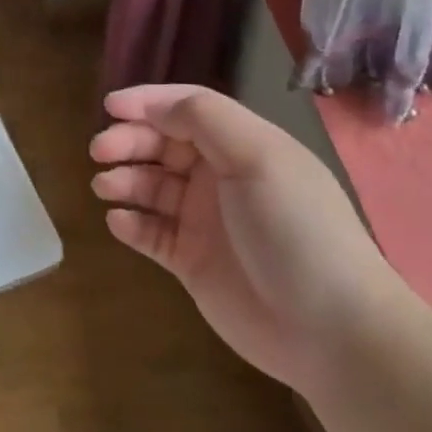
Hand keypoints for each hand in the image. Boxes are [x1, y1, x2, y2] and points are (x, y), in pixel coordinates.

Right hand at [90, 84, 395, 389]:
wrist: (330, 329)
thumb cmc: (295, 228)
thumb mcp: (258, 158)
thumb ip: (205, 119)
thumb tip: (153, 105)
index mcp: (243, 146)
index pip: (188, 109)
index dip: (149, 102)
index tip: (109, 106)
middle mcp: (222, 177)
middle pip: (164, 145)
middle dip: (130, 141)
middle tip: (100, 151)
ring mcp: (206, 221)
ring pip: (152, 187)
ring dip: (126, 180)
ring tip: (106, 187)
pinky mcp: (193, 262)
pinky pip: (152, 233)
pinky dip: (131, 224)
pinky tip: (118, 222)